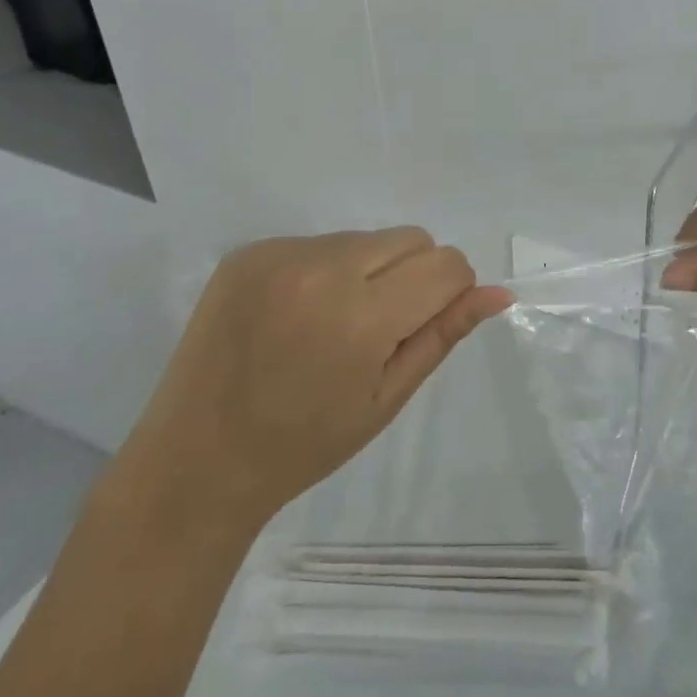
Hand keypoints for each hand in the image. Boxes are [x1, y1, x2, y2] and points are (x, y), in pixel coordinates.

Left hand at [133, 229, 512, 515]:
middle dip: (414, 276)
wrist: (198, 458)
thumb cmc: (305, 444)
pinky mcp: (249, 252)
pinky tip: (298, 315)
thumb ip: (443, 335)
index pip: (446, 265)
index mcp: (360, 317)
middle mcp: (320, 269)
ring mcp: (278, 254)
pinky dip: (327, 270)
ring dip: (370, 271)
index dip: (451, 292)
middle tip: (380, 329)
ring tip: (334, 323)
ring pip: (366, 237)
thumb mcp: (387, 397)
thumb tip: (498, 293)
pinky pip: (319, 242)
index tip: (422, 326)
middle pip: (412, 238)